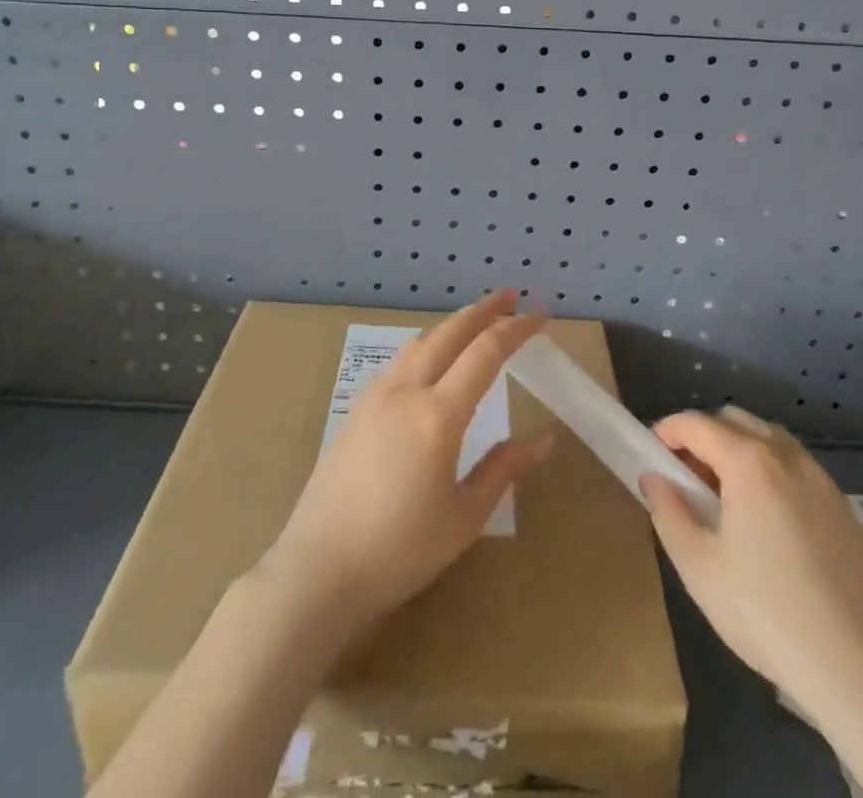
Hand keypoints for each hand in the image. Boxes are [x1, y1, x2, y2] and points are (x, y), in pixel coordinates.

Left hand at [259, 290, 553, 628]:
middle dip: (484, 309)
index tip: (541, 313)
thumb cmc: (400, 549)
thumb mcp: (464, 516)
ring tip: (477, 320)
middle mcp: (406, 390)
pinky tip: (433, 357)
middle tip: (512, 295)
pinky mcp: (357, 407)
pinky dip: (428, 343)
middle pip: (450, 332)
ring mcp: (376, 395)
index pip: (486, 352)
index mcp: (438, 414)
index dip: (517, 328)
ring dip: (453, 324)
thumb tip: (544, 438)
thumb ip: (504, 468)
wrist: (319, 568)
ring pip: (421, 341)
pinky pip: (401, 359)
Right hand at [640, 406, 862, 724]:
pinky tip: (767, 520)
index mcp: (749, 462)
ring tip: (725, 496)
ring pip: (770, 440)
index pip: (697, 423)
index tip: (650, 452)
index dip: (667, 430)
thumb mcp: (698, 567)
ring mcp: (823, 482)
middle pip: (735, 421)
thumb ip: (668, 512)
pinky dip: (772, 472)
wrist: (860, 673)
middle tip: (685, 475)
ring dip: (739, 449)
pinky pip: (798, 468)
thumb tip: (654, 478)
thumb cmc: (766, 614)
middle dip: (703, 435)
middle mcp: (788, 457)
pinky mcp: (846, 511)